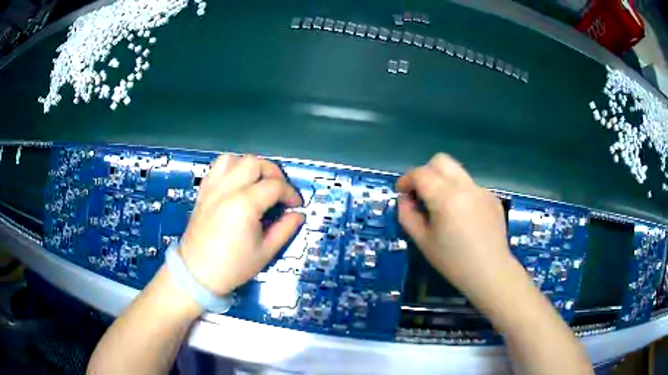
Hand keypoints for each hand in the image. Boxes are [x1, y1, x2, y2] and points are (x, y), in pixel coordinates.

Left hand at [178, 155, 303, 294]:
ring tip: (258, 182)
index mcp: (245, 205)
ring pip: (234, 159)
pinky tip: (237, 182)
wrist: (198, 273)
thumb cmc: (233, 266)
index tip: (296, 206)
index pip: (275, 186)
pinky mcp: (203, 191)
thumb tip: (298, 214)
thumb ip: (285, 229)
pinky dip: (231, 167)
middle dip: (274, 173)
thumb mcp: (266, 252)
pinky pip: (217, 167)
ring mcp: (212, 188)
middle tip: (280, 191)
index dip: (291, 194)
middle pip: (255, 163)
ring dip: (251, 166)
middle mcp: (227, 189)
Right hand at [396, 153, 514, 296]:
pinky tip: (463, 218)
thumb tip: (405, 199)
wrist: (490, 272)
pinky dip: (460, 194)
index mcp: (446, 198)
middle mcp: (466, 186)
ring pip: (457, 172)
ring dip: (443, 182)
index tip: (402, 192)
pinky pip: (470, 187)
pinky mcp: (492, 197)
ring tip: (443, 208)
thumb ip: (408, 215)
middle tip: (421, 194)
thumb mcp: (423, 242)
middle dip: (426, 172)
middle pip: (441, 161)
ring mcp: (482, 190)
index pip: (421, 173)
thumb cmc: (453, 262)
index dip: (406, 179)